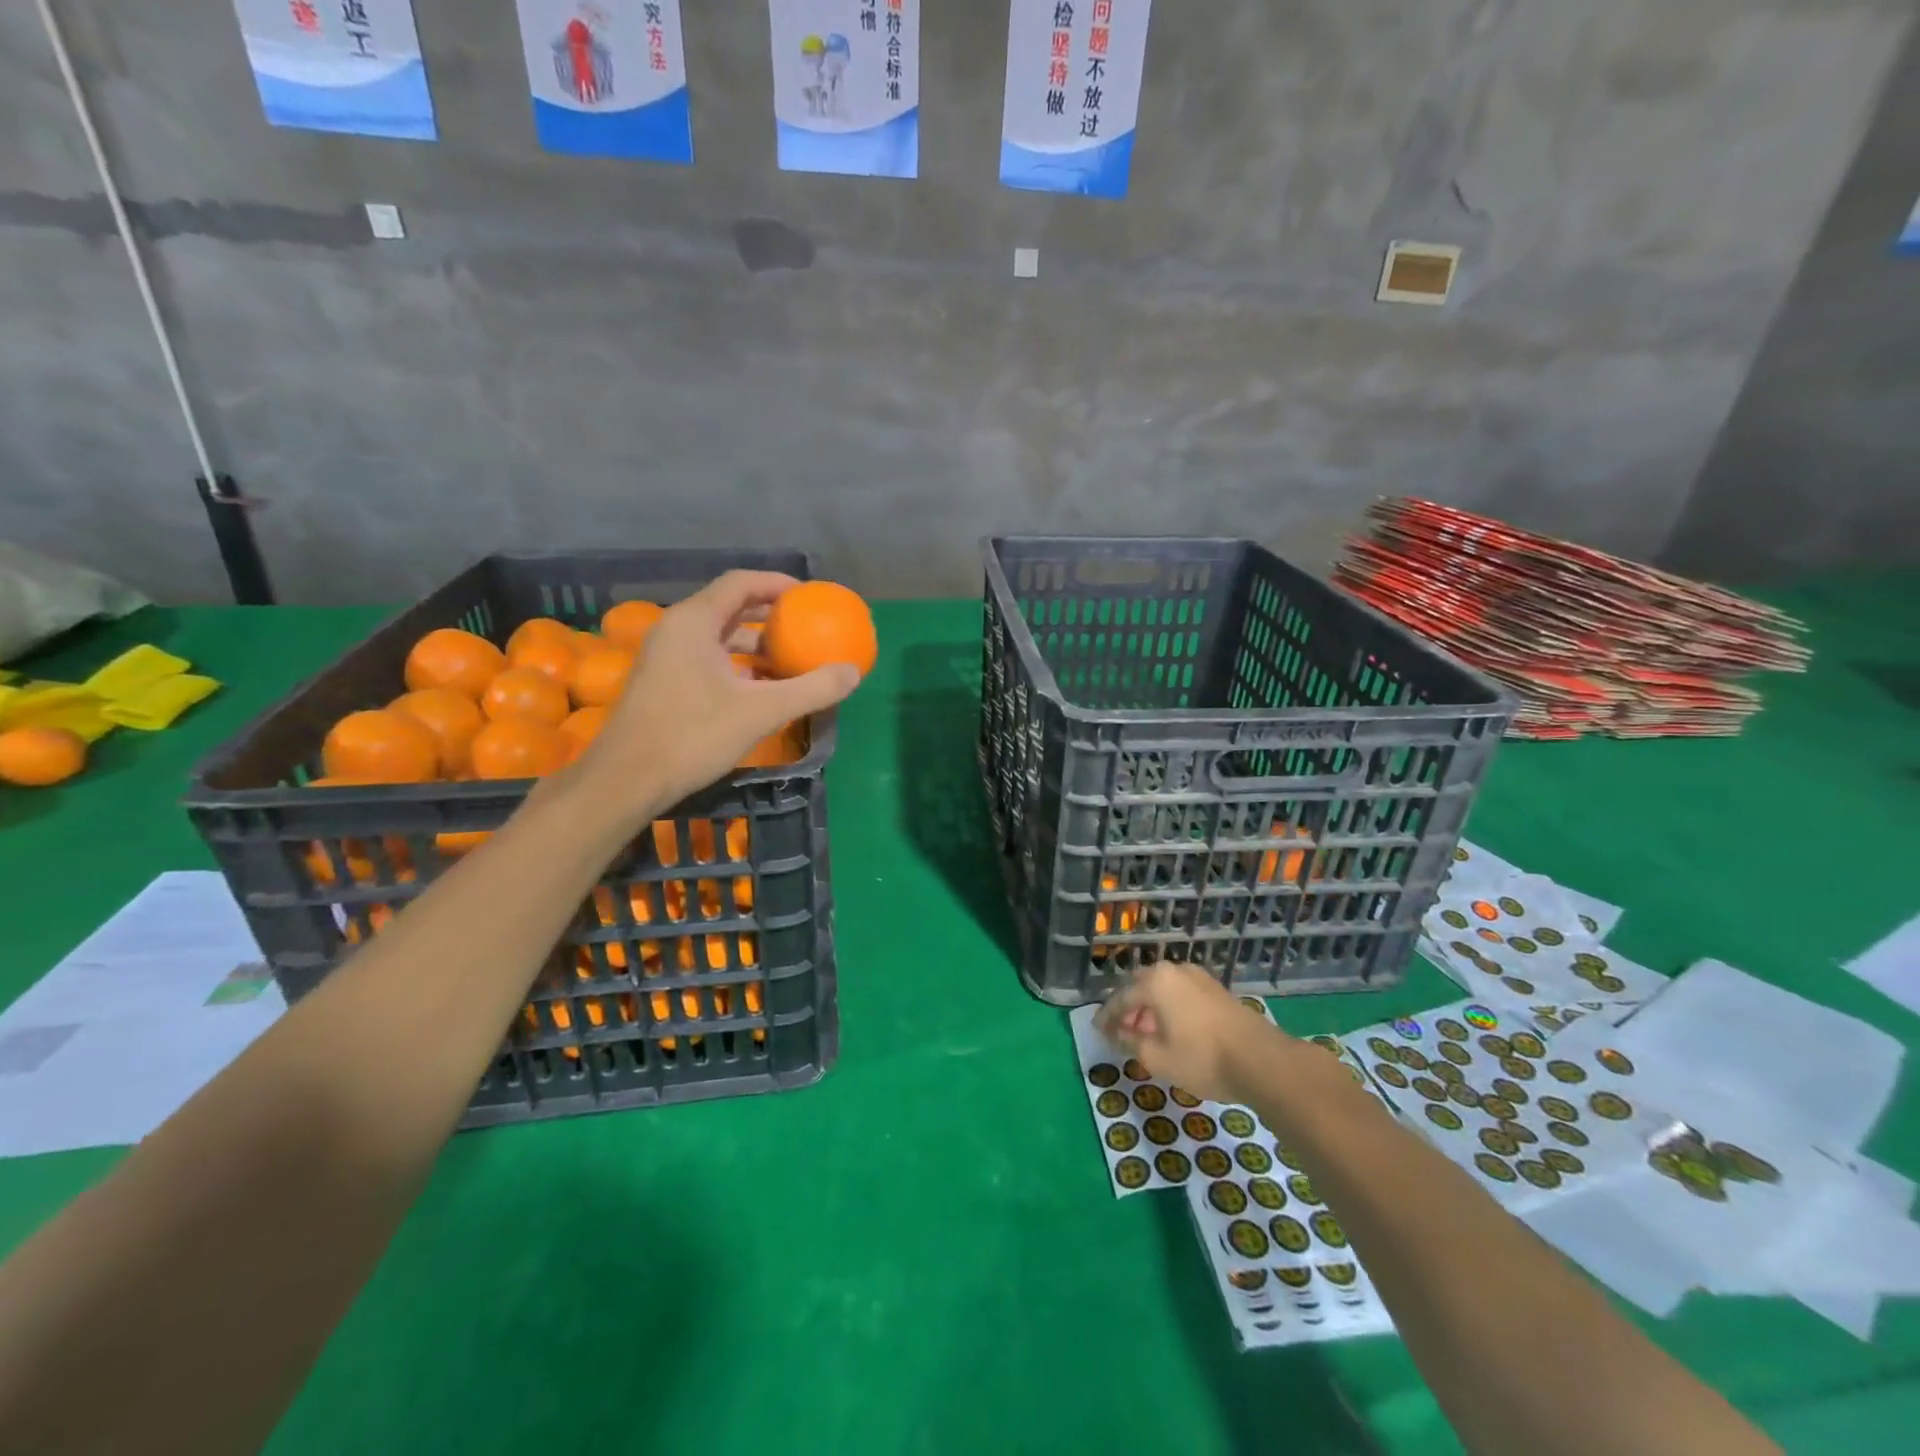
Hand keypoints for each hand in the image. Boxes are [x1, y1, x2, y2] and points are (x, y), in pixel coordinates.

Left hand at [579, 571, 860, 811]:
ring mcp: (666, 657)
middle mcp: (677, 630)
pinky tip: (762, 689)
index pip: (741, 583)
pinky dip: (739, 665)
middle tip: (806, 626)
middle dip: (771, 615)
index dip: (779, 584)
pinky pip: (709, 658)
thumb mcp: (762, 712)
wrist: (627, 780)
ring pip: (719, 636)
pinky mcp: (664, 682)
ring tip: (791, 660)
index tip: (811, 597)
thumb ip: (812, 689)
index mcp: (695, 622)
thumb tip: (852, 672)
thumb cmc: (693, 736)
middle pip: (730, 606)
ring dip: (756, 644)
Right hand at [1095, 963, 1288, 1104]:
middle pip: (1141, 986)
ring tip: (1146, 1032)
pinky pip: (1181, 993)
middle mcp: (1174, 971)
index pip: (1120, 998)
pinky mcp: (1216, 990)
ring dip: (1150, 1007)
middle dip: (1128, 1008)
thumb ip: (1131, 1042)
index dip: (1106, 1016)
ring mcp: (1198, 977)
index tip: (1097, 1031)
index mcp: (1155, 982)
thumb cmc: (1202, 1058)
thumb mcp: (1157, 1057)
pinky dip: (1169, 1006)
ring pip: (1163, 988)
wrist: (1261, 1060)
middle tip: (1120, 1030)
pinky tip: (1171, 1028)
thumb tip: (1117, 1034)